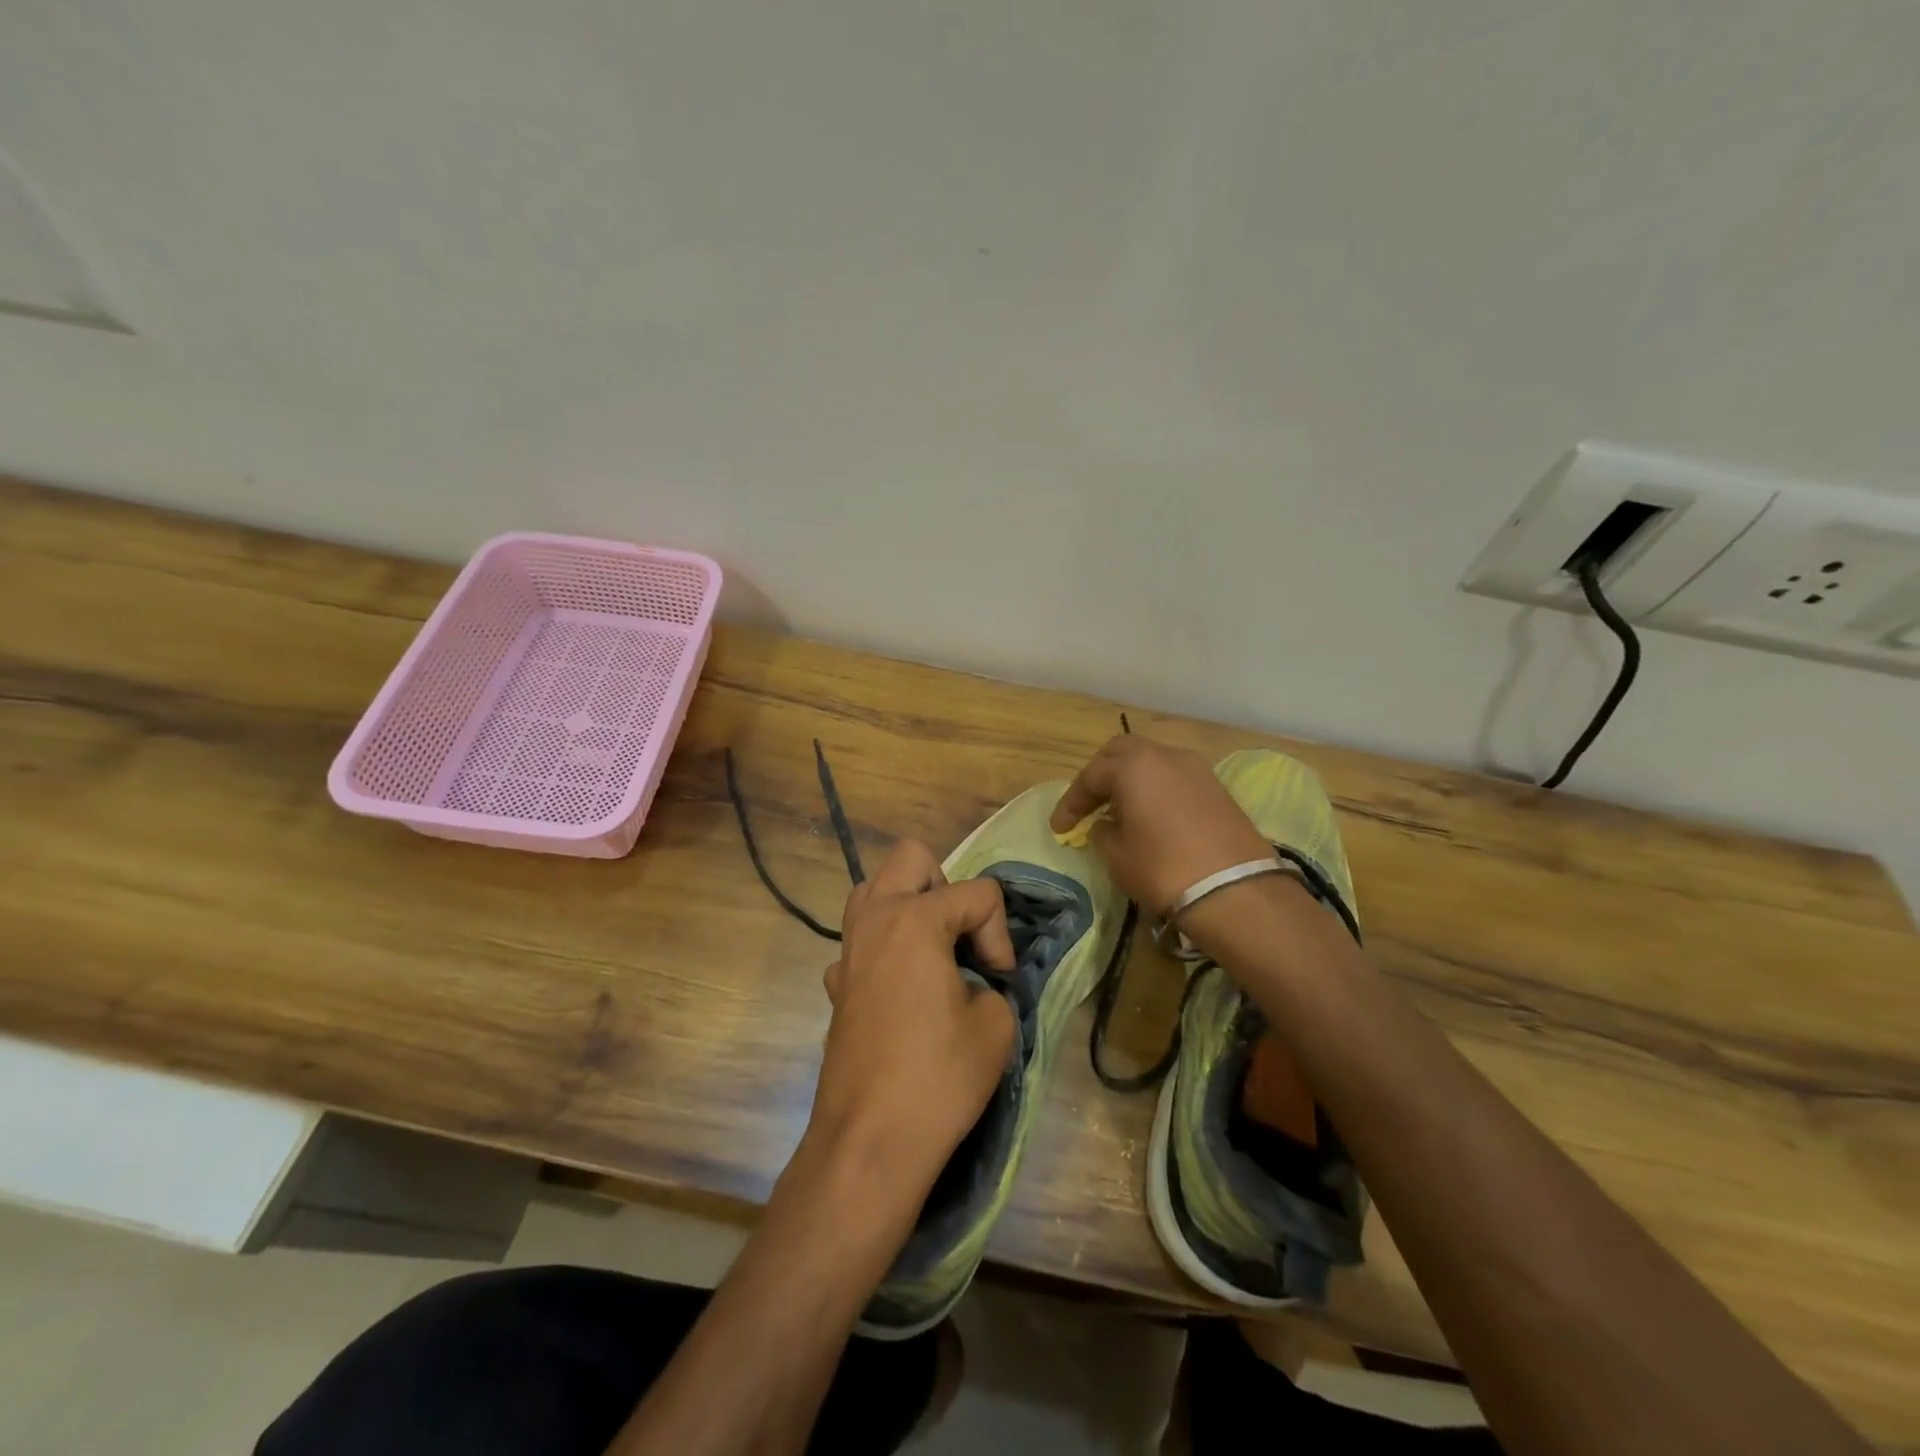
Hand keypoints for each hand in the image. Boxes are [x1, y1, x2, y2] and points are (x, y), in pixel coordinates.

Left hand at [807, 839, 1017, 1204]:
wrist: (869, 1141)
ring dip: (909, 906)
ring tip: (934, 952)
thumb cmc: (938, 1078)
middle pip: (911, 857)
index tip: (998, 979)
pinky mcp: (836, 984)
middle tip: (961, 938)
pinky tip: (902, 991)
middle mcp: (874, 919)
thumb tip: (973, 984)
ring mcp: (847, 950)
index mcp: (914, 919)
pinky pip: (861, 940)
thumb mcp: (995, 1026)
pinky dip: (885, 949)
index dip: (999, 934)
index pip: (978, 893)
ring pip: (876, 889)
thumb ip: (993, 985)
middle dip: (947, 888)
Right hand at [1048, 735, 1271, 916]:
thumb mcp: (1117, 855)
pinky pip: (1174, 777)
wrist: (1236, 892)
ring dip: (1130, 780)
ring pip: (1152, 761)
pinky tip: (1150, 816)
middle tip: (1088, 804)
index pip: (1091, 776)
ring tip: (1119, 810)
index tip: (1059, 828)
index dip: (1071, 802)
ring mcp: (1197, 769)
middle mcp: (1165, 755)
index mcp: (1134, 765)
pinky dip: (1155, 789)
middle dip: (1100, 776)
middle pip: (1122, 753)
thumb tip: (1107, 824)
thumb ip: (1102, 831)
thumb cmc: (1163, 869)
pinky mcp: (1217, 788)